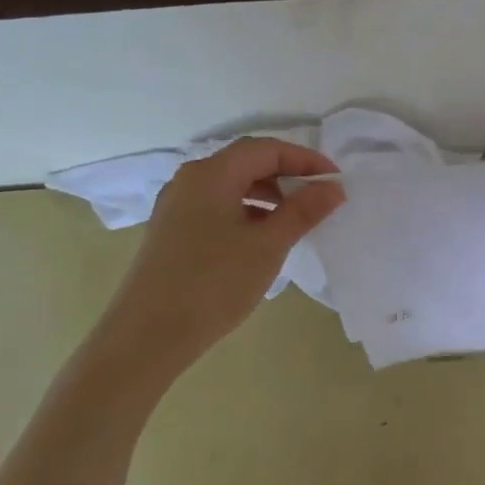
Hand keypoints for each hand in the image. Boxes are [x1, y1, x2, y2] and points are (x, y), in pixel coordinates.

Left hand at [97, 138, 343, 375]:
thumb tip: (334, 188)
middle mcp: (190, 180)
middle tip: (319, 198)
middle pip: (247, 163)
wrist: (149, 334)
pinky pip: (218, 207)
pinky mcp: (174, 231)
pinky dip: (248, 212)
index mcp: (212, 174)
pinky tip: (263, 239)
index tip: (336, 181)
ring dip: (268, 195)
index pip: (266, 149)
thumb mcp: (268, 245)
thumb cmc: (214, 283)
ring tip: (296, 221)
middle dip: (287, 175)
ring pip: (232, 186)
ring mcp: (177, 206)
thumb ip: (303, 211)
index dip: (305, 160)